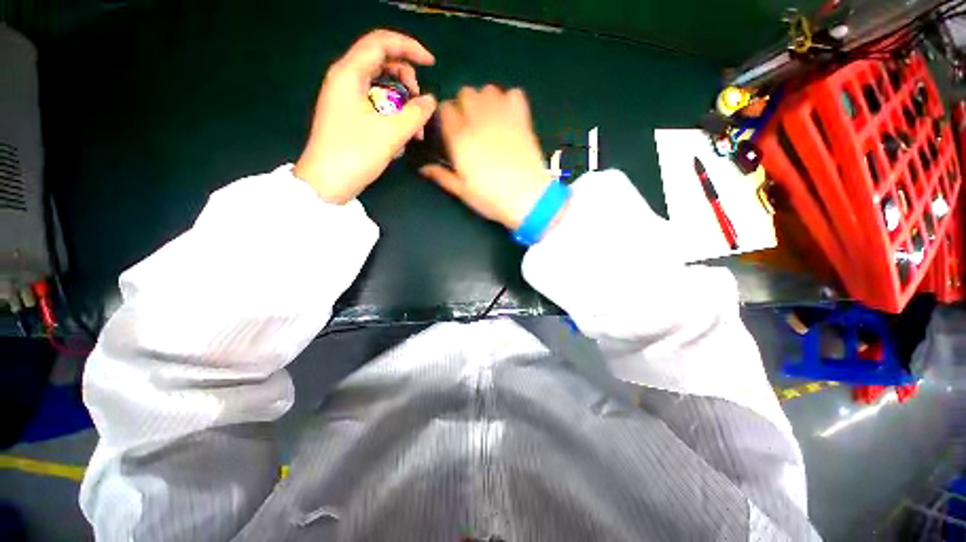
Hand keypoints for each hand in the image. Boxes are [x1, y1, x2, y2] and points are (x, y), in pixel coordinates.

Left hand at [294, 30, 437, 203]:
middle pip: (382, 64)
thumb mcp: (391, 133)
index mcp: (349, 73)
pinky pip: (377, 106)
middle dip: (407, 80)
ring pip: (382, 88)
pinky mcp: (350, 116)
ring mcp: (347, 99)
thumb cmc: (355, 153)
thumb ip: (415, 114)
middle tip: (420, 104)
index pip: (381, 43)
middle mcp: (346, 80)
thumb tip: (430, 101)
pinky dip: (392, 116)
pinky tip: (400, 138)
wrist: (328, 182)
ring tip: (415, 130)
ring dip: (403, 104)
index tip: (431, 64)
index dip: (409, 47)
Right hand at [419, 86, 550, 229]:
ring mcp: (502, 117)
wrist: (527, 199)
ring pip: (488, 89)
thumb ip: (442, 176)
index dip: (447, 117)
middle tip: (471, 124)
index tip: (452, 129)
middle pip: (465, 93)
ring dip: (486, 100)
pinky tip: (510, 116)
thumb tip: (422, 168)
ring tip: (490, 119)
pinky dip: (510, 101)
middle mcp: (478, 121)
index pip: (445, 109)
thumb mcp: (463, 191)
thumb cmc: (491, 198)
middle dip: (465, 105)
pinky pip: (514, 94)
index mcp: (460, 139)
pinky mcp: (522, 119)